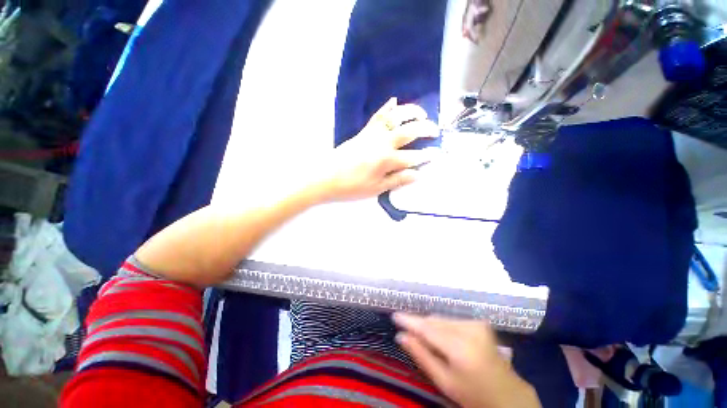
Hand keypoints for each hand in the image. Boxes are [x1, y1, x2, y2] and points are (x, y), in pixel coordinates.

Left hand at [317, 97, 438, 201]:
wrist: (325, 177)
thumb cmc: (351, 186)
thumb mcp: (376, 188)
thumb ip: (397, 180)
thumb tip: (417, 174)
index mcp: (386, 160)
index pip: (413, 157)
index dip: (426, 156)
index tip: (437, 154)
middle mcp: (382, 143)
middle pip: (408, 131)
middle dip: (425, 129)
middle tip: (435, 130)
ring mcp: (372, 134)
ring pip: (394, 118)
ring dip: (410, 112)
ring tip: (422, 114)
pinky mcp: (363, 132)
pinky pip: (377, 116)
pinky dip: (387, 108)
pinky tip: (394, 101)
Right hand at [394, 313, 540, 407]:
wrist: (508, 396)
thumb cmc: (473, 395)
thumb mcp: (444, 381)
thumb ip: (421, 355)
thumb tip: (401, 336)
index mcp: (461, 347)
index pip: (428, 328)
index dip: (410, 321)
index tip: (394, 315)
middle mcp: (469, 329)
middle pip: (435, 321)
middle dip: (419, 325)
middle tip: (406, 331)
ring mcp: (476, 323)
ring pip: (442, 319)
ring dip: (431, 326)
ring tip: (422, 337)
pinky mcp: (479, 322)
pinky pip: (451, 320)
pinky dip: (442, 326)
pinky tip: (440, 338)